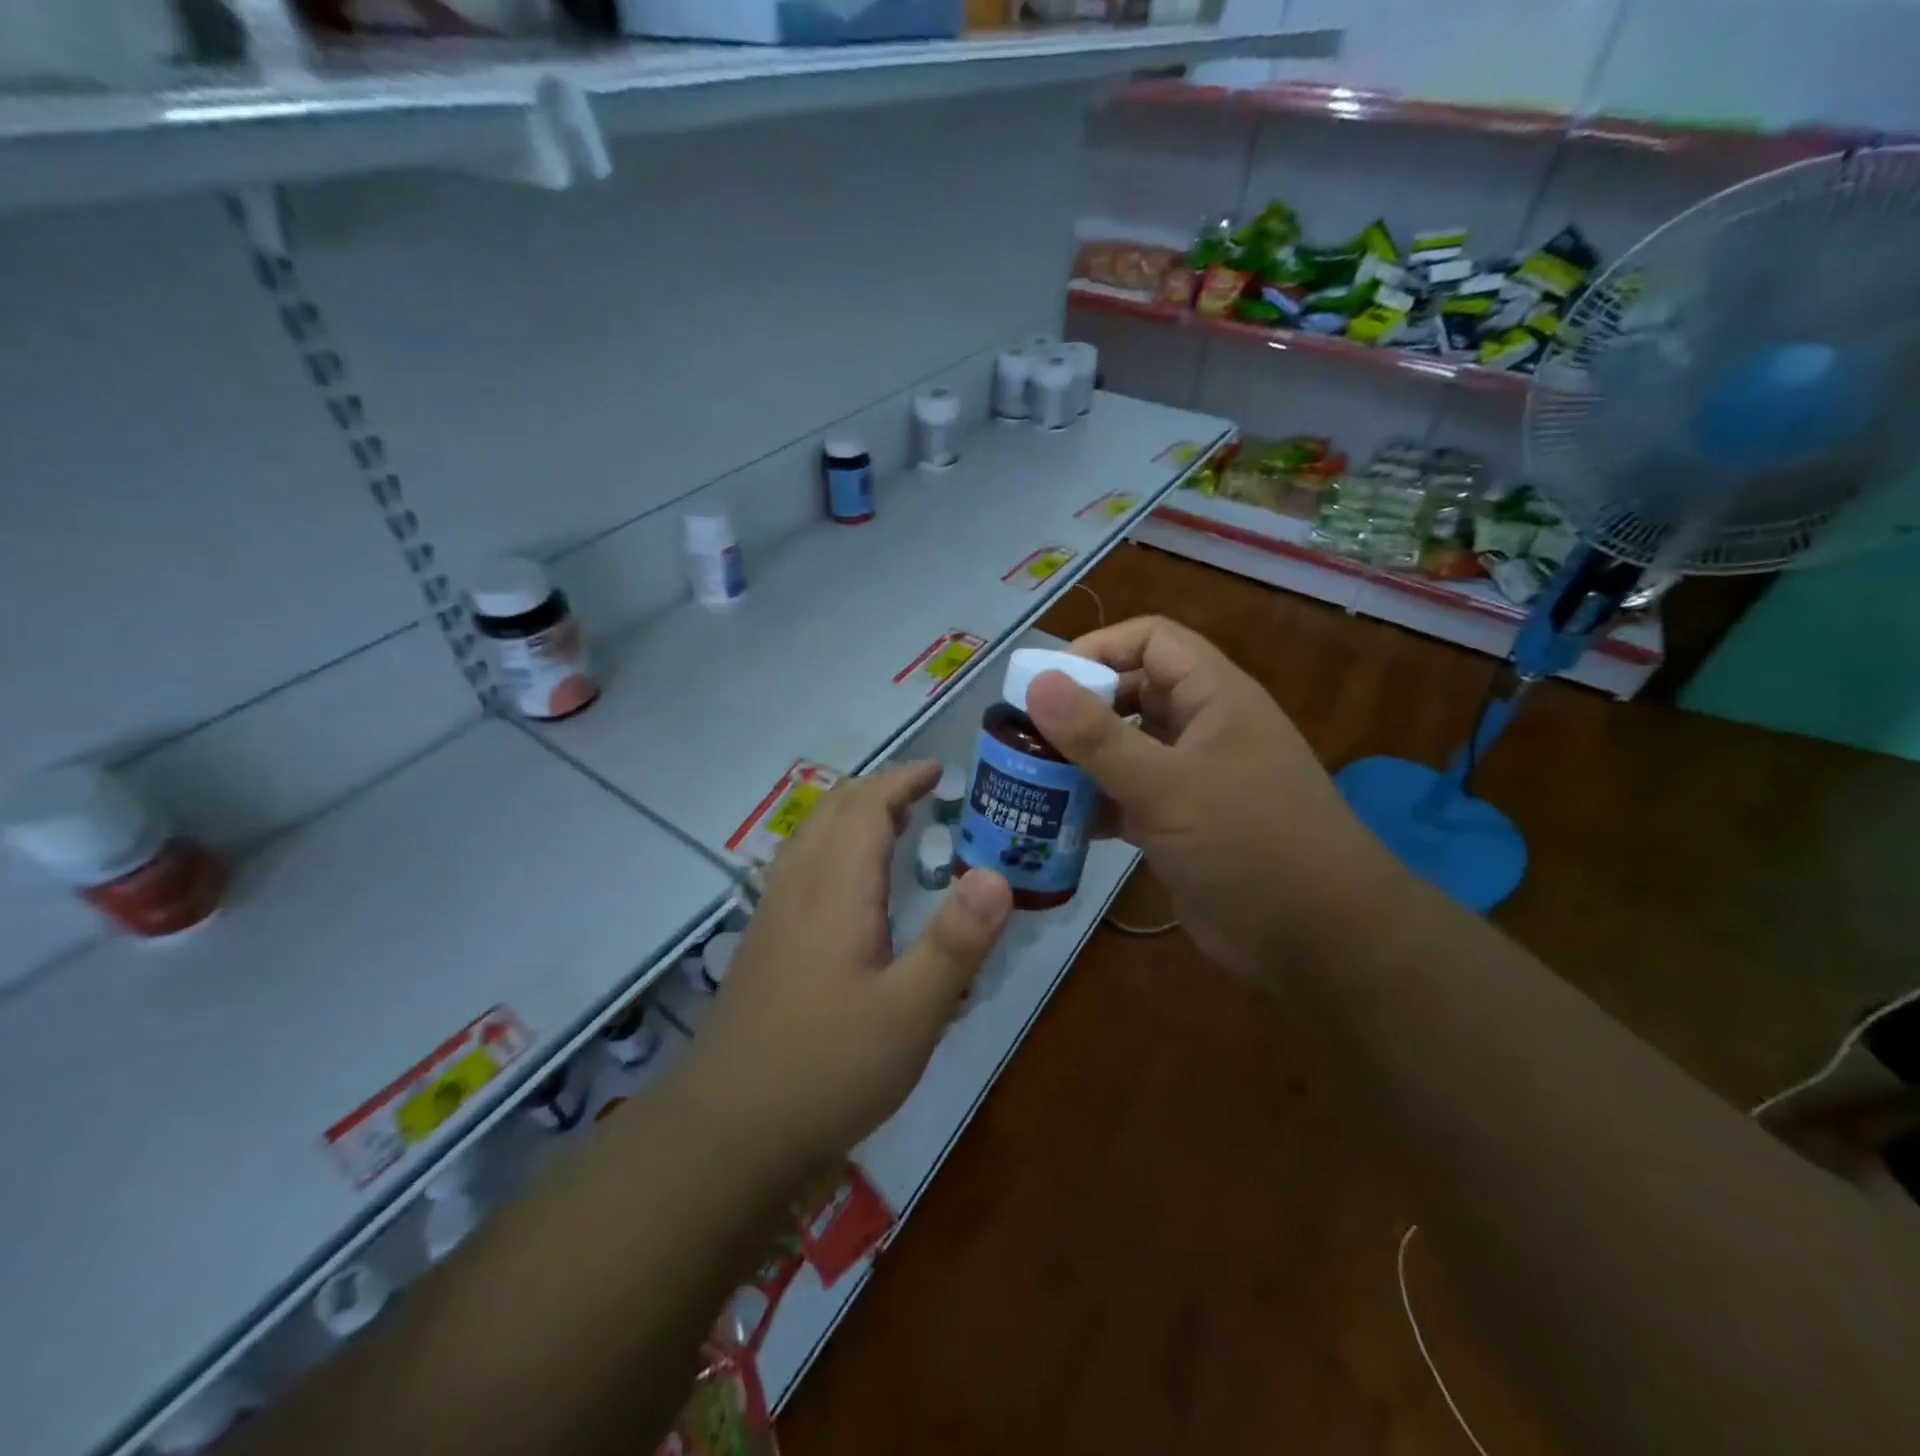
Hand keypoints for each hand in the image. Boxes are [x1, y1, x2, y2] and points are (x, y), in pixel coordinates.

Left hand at [678, 764, 1013, 1176]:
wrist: (727, 1130)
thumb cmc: (828, 1067)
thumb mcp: (910, 1013)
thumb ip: (956, 943)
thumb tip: (997, 876)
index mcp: (835, 890)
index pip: (866, 808)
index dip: (902, 781)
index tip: (938, 771)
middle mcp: (797, 889)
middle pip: (832, 812)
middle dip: (877, 791)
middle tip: (923, 796)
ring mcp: (772, 916)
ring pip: (808, 837)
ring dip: (850, 816)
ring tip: (891, 827)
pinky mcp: (761, 944)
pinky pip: (797, 867)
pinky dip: (830, 847)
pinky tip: (846, 888)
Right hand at [1025, 616, 1406, 975]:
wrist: (1316, 940)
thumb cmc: (1250, 843)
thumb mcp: (1168, 786)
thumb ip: (1099, 737)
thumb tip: (1037, 683)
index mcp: (1214, 696)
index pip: (1151, 640)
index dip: (1098, 648)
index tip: (1046, 684)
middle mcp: (1202, 727)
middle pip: (1132, 693)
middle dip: (1080, 708)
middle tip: (1026, 734)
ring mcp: (1192, 777)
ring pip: (1126, 748)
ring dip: (1081, 759)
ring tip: (1030, 776)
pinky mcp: (1180, 823)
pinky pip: (1128, 795)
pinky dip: (1095, 802)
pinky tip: (1059, 822)